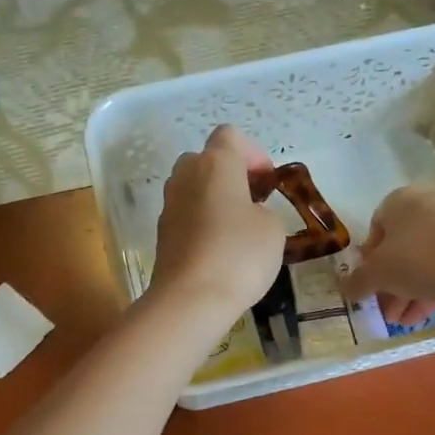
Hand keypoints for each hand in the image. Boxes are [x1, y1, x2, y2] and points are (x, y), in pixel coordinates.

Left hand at [149, 126, 285, 325]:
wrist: (190, 299)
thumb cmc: (239, 255)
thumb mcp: (273, 229)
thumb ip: (263, 209)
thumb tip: (247, 214)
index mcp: (215, 164)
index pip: (230, 135)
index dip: (253, 153)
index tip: (267, 182)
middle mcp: (186, 176)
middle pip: (206, 159)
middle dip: (230, 174)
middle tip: (252, 201)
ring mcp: (169, 204)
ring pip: (193, 187)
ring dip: (214, 199)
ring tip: (236, 228)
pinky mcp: (161, 233)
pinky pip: (185, 215)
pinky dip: (201, 222)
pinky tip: (218, 250)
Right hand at [342, 183, 434, 326]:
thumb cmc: (418, 258)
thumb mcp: (378, 274)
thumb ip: (357, 281)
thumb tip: (343, 289)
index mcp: (398, 200)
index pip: (375, 230)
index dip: (368, 261)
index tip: (369, 285)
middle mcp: (425, 204)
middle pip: (400, 248)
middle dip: (390, 284)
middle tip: (386, 311)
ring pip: (423, 259)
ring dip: (409, 291)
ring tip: (402, 321)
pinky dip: (432, 286)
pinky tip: (423, 315)